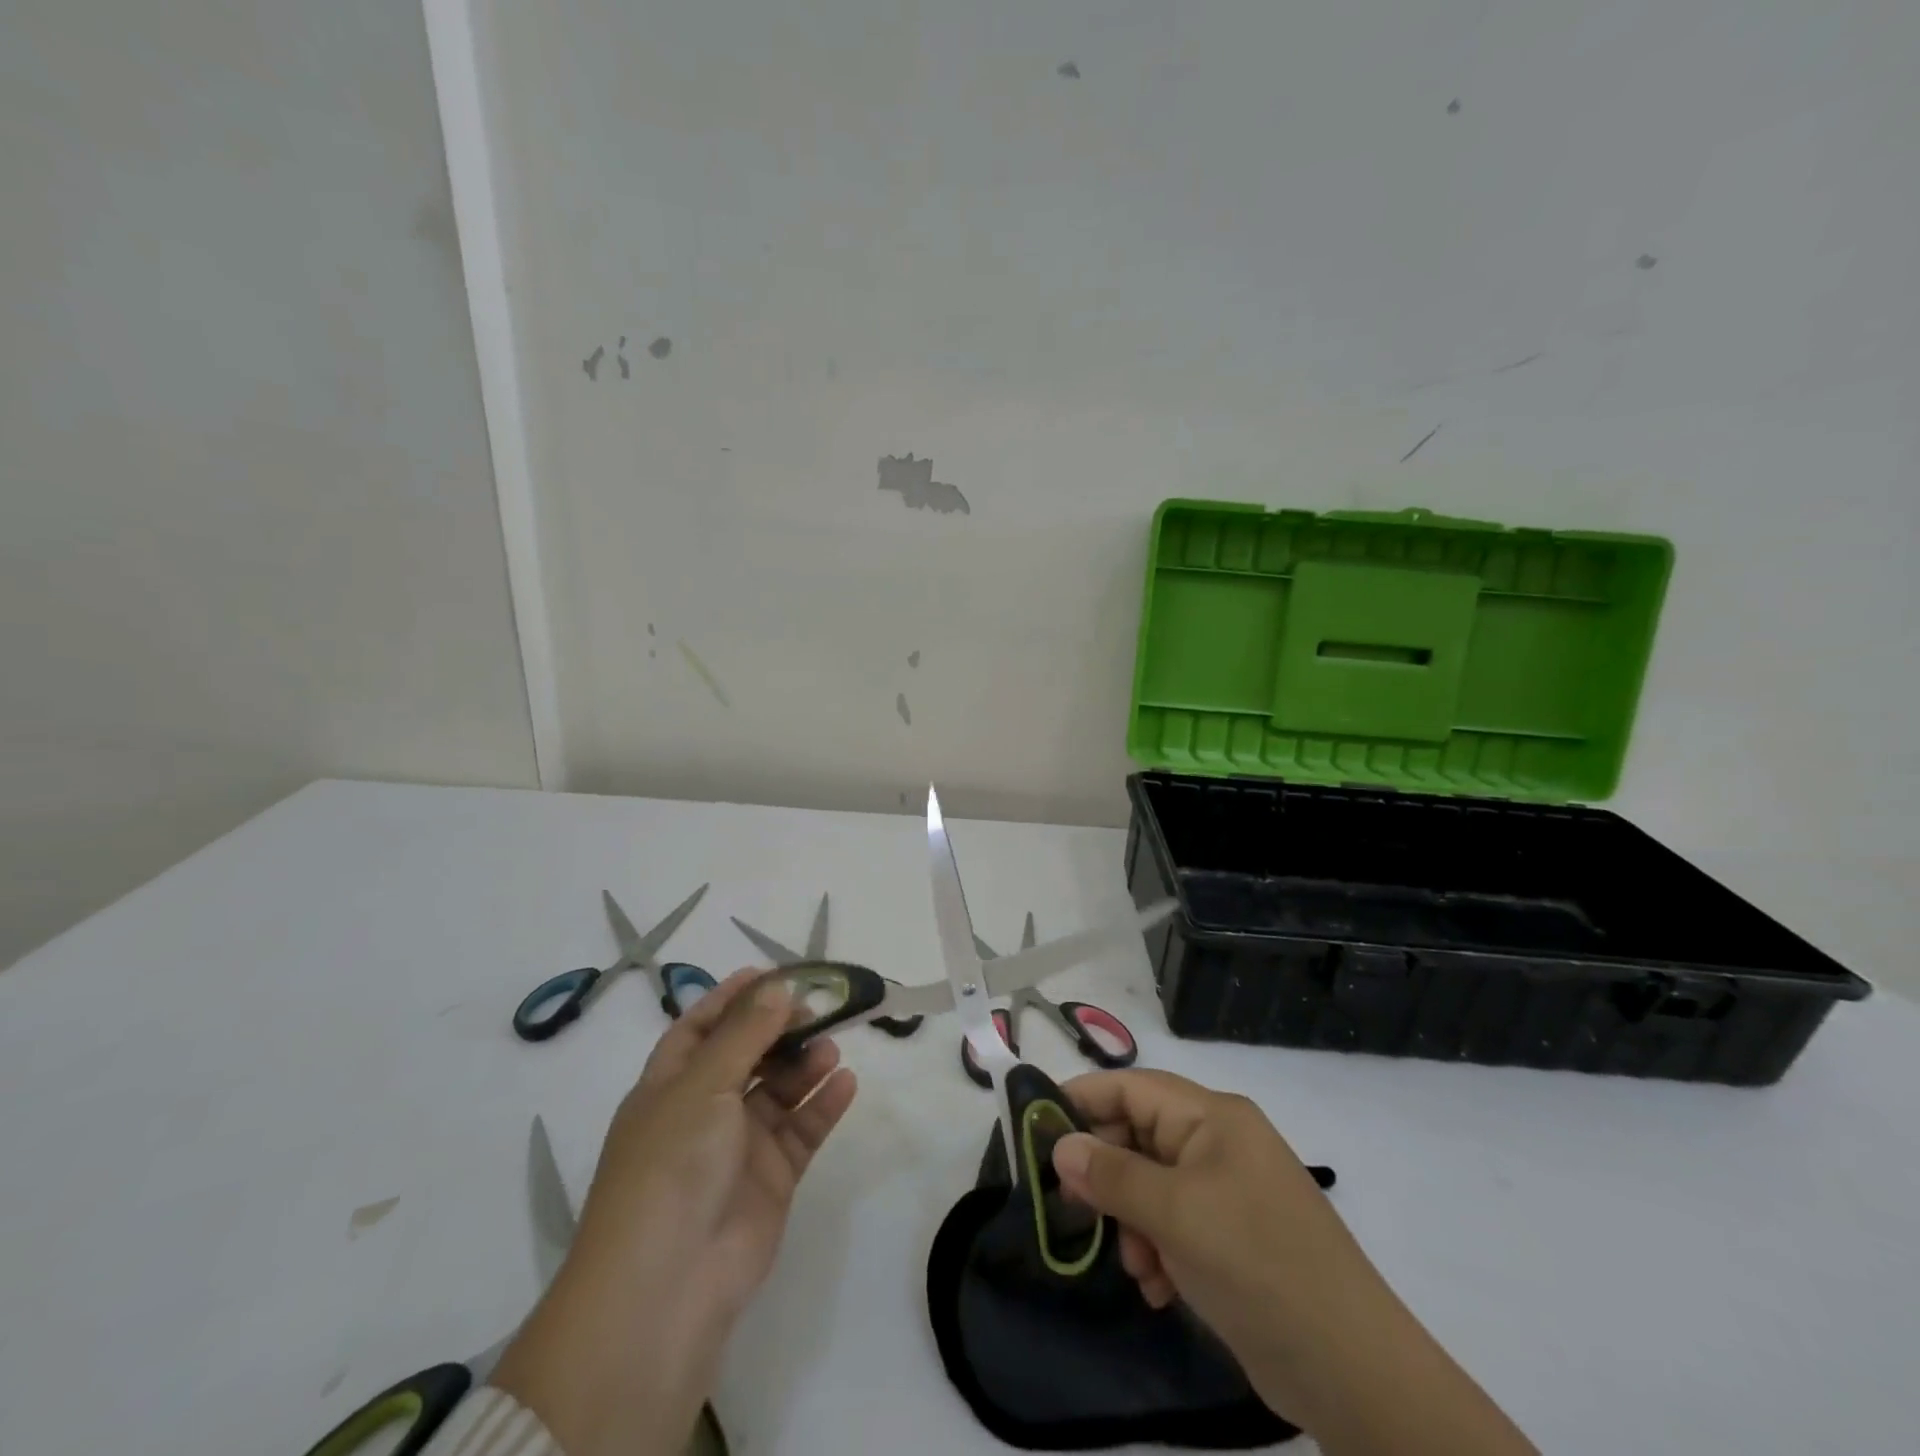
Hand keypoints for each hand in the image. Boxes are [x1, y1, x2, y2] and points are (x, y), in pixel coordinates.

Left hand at [494, 971, 855, 1455]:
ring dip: (805, 1065)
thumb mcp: (703, 1085)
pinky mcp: (771, 1178)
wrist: (668, 1284)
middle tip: (817, 1009)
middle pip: (747, 1055)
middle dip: (780, 1029)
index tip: (773, 973)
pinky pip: (802, 1131)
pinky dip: (823, 1106)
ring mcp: (738, 1146)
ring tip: (832, 1046)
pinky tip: (846, 1083)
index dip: (733, 999)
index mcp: (670, 1085)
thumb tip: (778, 985)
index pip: (701, 1028)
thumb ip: (746, 1033)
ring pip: (779, 1090)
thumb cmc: (672, 1164)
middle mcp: (703, 1110)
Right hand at [1051, 1069, 1534, 1455]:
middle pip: (1139, 1136)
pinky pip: (1174, 1224)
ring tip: (1135, 1264)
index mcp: (1212, 1118)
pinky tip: (1157, 1287)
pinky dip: (1157, 1248)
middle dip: (1107, 1173)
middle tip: (1071, 1206)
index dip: (1084, 1100)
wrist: (1351, 1369)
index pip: (1133, 1088)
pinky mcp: (1233, 1237)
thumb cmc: (1256, 1264)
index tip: (1037, 1125)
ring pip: (1151, 1185)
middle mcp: (1219, 1144)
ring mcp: (1228, 1191)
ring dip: (1131, 1221)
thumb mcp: (1175, 1214)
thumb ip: (1112, 1175)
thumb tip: (1060, 1146)